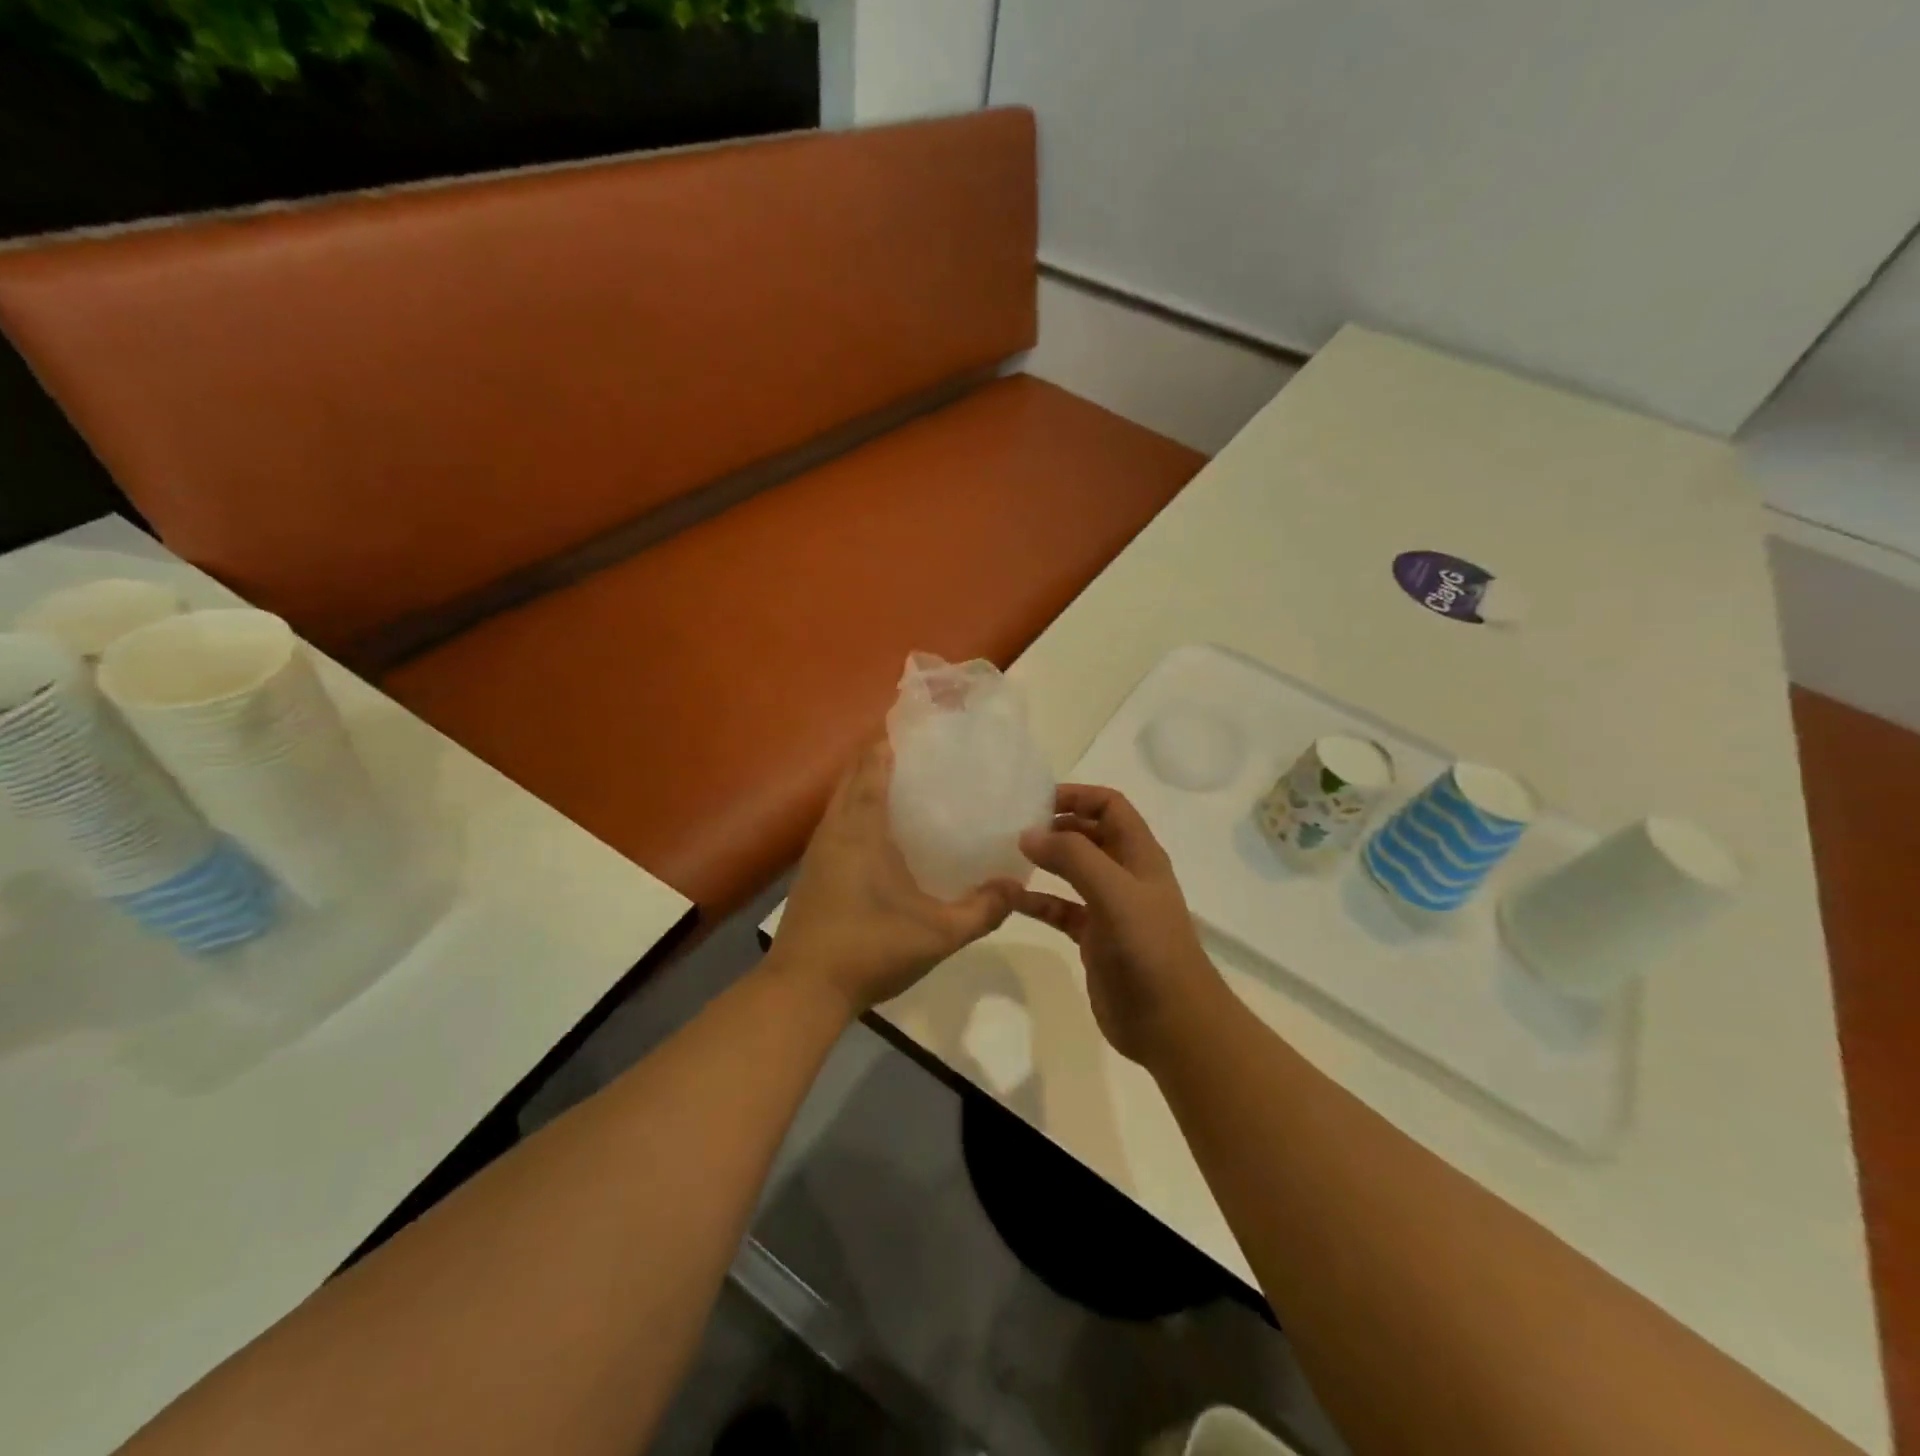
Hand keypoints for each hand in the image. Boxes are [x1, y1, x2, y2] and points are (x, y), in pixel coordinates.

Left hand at [774, 737, 1018, 1017]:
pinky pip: (837, 823)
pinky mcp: (813, 871)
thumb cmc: (869, 949)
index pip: (872, 765)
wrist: (803, 990)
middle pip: (853, 774)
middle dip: (882, 757)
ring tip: (908, 787)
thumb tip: (1017, 885)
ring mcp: (818, 850)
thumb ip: (982, 909)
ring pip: (842, 799)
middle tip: (923, 756)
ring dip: (867, 784)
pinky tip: (883, 834)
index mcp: (861, 829)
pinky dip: (858, 811)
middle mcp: (835, 829)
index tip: (922, 730)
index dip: (892, 741)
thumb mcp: (938, 934)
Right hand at [1013, 784, 1228, 1066]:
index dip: (1078, 796)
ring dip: (1045, 860)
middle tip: (1013, 827)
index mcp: (1139, 855)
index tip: (1035, 801)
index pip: (1110, 806)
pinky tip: (1011, 900)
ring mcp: (1110, 907)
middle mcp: (1126, 874)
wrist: (1172, 1024)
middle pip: (1089, 834)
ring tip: (1007, 856)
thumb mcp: (1114, 892)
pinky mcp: (1094, 937)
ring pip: (1073, 871)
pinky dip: (1038, 901)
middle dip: (1056, 825)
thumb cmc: (1148, 949)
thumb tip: (1028, 834)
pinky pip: (1060, 908)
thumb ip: (1073, 857)